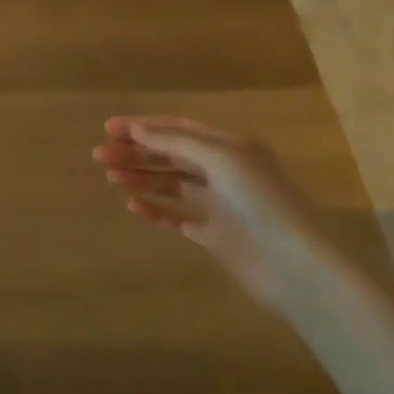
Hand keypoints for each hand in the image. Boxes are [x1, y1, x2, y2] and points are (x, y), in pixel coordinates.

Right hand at [92, 116, 339, 310]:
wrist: (294, 266)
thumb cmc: (261, 204)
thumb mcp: (222, 160)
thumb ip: (178, 143)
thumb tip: (138, 131)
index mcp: (231, 147)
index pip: (179, 129)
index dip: (143, 127)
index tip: (108, 129)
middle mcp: (225, 172)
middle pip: (171, 156)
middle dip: (135, 153)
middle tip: (99, 156)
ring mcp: (219, 205)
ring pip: (171, 185)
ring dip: (140, 178)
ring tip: (110, 177)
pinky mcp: (214, 235)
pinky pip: (177, 217)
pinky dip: (155, 210)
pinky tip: (133, 205)